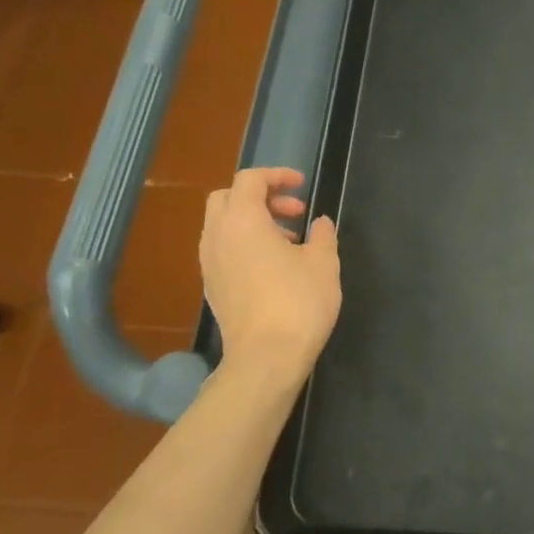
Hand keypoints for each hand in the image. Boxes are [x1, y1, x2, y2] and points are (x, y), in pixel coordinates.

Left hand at [198, 168, 340, 382]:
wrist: (266, 358)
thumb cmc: (298, 302)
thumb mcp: (323, 262)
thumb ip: (322, 235)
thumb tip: (319, 223)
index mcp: (242, 220)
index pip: (250, 179)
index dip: (276, 176)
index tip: (302, 184)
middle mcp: (217, 236)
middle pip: (228, 198)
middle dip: (260, 196)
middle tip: (294, 212)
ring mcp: (210, 264)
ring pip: (223, 225)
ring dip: (253, 222)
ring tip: (289, 241)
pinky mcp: (212, 287)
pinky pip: (223, 250)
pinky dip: (244, 244)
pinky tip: (274, 267)